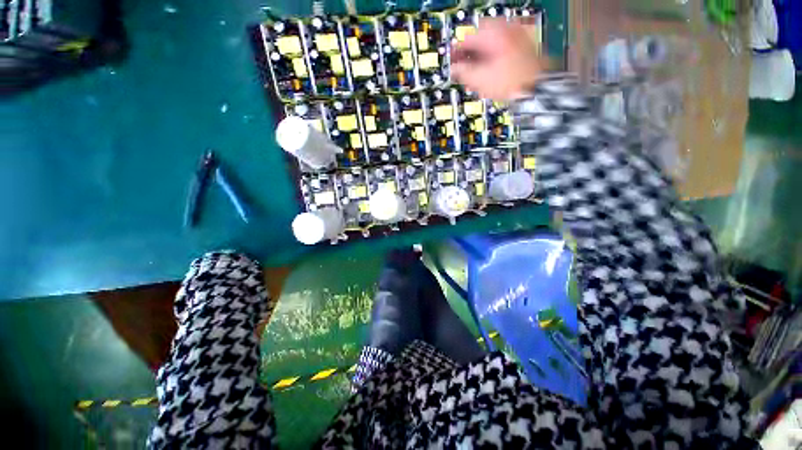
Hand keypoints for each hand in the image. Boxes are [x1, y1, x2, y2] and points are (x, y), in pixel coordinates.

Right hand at [451, 18, 548, 100]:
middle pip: (480, 40)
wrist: (535, 87)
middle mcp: (506, 30)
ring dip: (480, 60)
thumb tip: (454, 68)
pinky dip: (492, 60)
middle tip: (464, 69)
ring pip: (490, 46)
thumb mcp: (480, 79)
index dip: (457, 53)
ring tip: (476, 75)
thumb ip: (463, 72)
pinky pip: (501, 50)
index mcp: (494, 34)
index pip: (467, 39)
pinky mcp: (522, 48)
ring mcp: (516, 38)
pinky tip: (489, 73)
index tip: (452, 62)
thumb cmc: (512, 82)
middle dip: (470, 56)